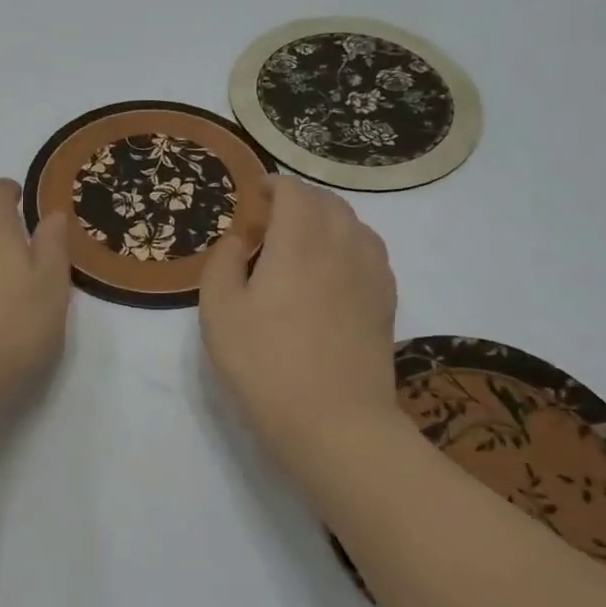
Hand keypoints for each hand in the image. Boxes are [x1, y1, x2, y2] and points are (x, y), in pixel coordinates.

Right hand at [199, 177, 409, 495]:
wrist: (334, 422)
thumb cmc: (265, 364)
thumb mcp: (219, 312)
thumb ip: (223, 263)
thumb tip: (240, 239)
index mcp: (299, 242)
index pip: (294, 191)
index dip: (273, 184)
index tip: (254, 194)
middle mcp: (342, 246)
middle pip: (328, 202)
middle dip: (299, 199)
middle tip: (271, 218)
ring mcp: (372, 274)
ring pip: (355, 225)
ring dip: (327, 220)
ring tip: (303, 240)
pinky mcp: (386, 302)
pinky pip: (371, 253)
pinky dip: (349, 244)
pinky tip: (333, 270)